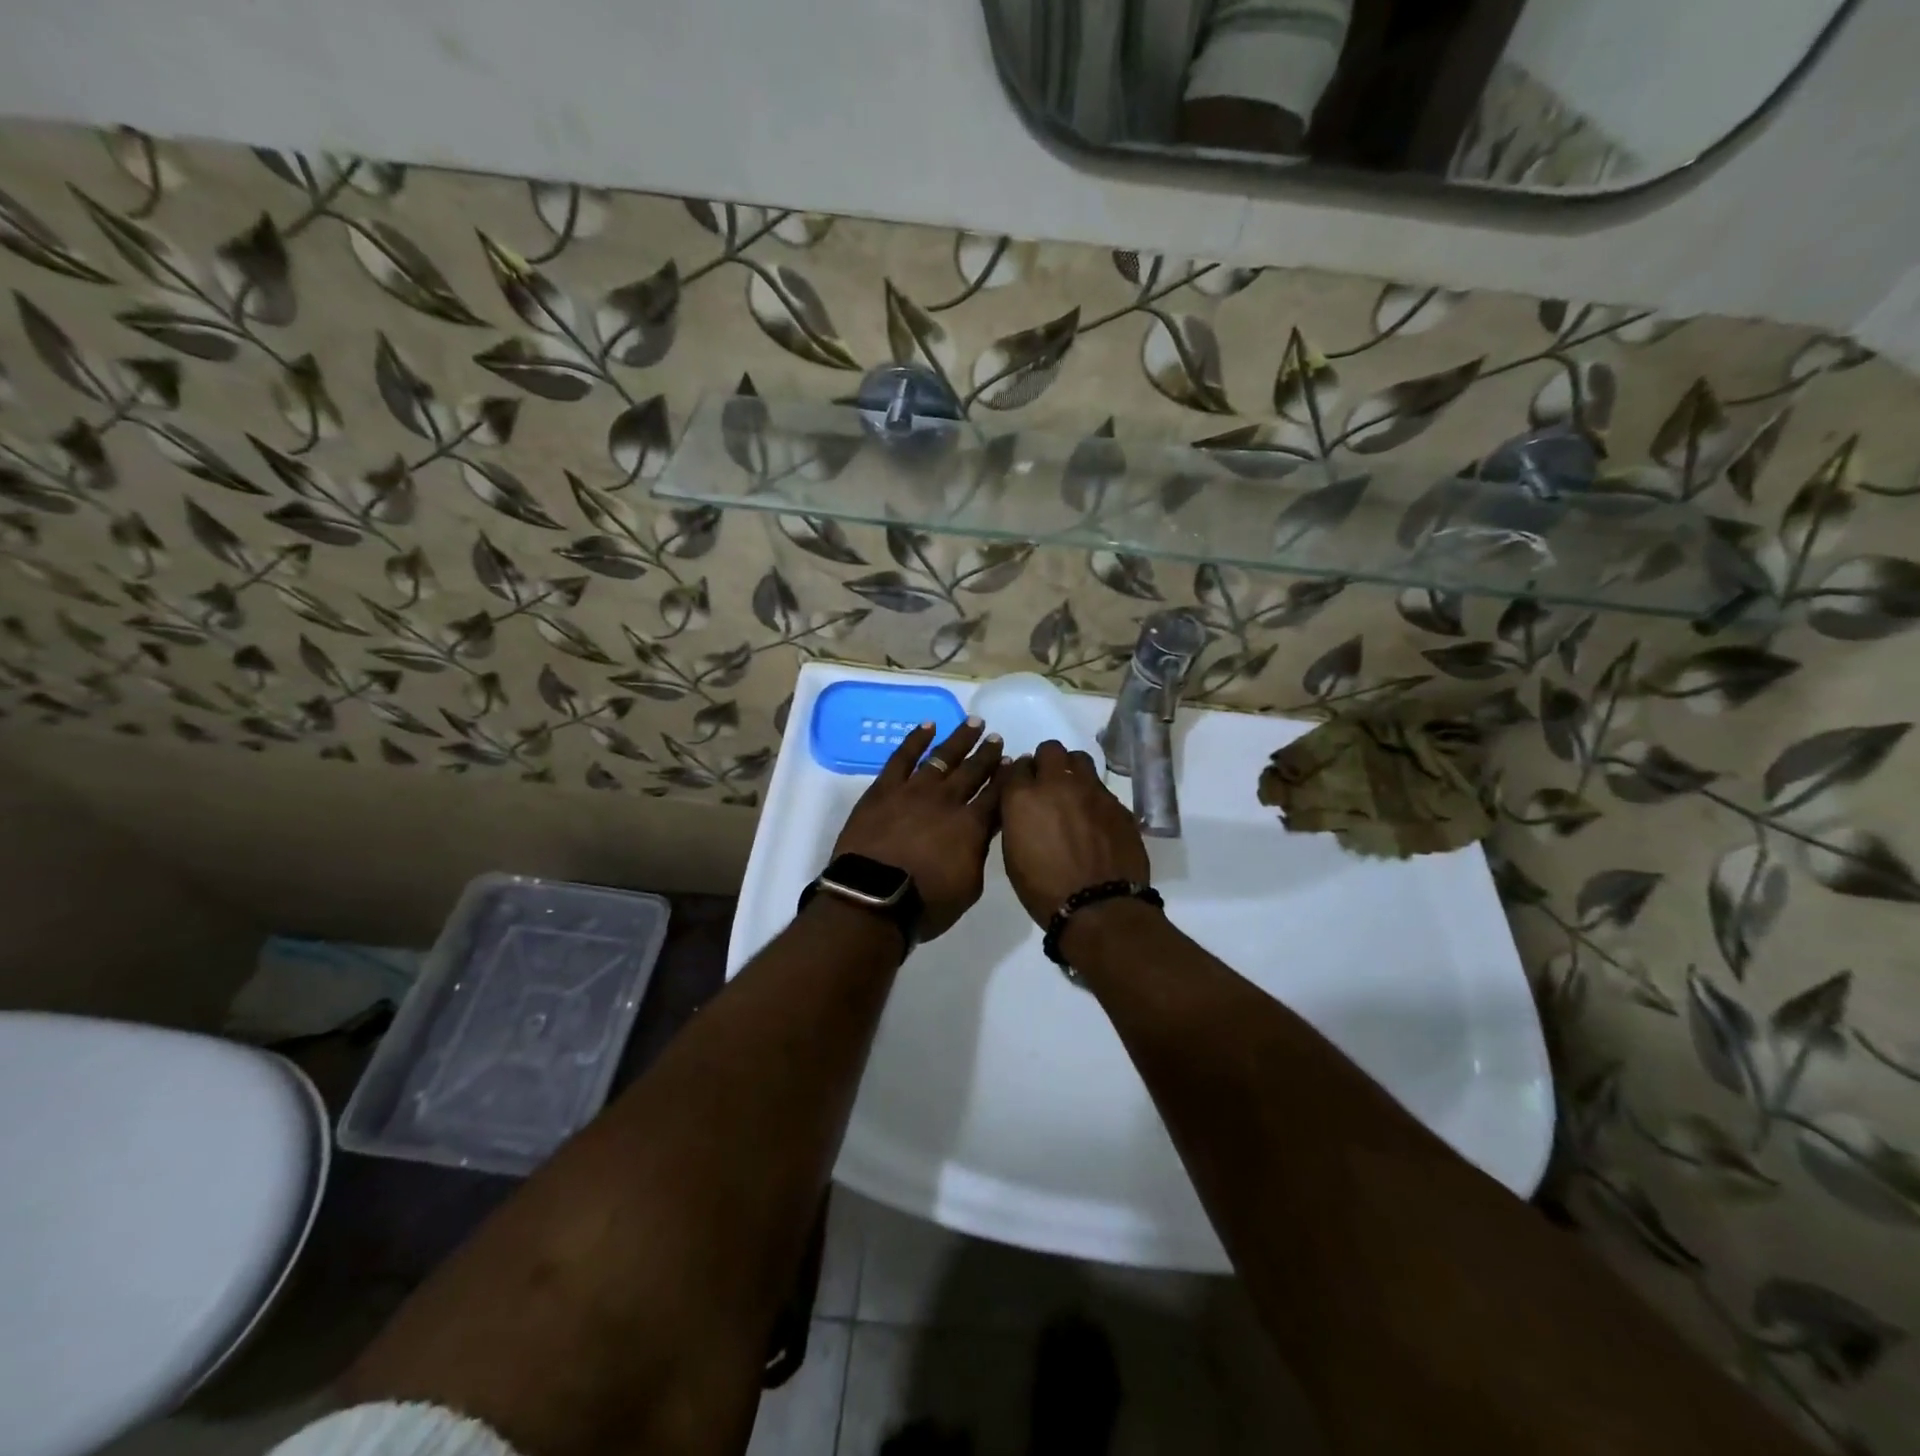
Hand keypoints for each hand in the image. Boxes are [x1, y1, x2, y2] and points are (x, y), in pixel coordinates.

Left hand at [831, 718, 1004, 940]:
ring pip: (943, 757)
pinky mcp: (884, 789)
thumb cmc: (925, 903)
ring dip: (960, 740)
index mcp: (972, 825)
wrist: (873, 898)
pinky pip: (902, 757)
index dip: (1008, 777)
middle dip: (988, 754)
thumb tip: (982, 833)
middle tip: (998, 739)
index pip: (997, 794)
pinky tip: (928, 726)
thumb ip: (978, 854)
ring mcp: (914, 790)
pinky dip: (916, 739)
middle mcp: (947, 800)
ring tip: (974, 724)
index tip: (1018, 762)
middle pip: (973, 771)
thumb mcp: (969, 887)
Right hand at [999, 741, 1150, 927]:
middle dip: (1046, 762)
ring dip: (1072, 770)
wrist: (1099, 907)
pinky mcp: (1117, 804)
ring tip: (1073, 793)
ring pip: (1080, 759)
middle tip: (1048, 784)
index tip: (1021, 788)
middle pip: (1050, 750)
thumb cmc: (1044, 890)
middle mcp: (1057, 784)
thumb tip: (1023, 808)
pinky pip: (1101, 788)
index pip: (1016, 766)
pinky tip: (1095, 818)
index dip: (1019, 776)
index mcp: (1023, 798)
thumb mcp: (1013, 856)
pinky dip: (1094, 796)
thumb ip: (1016, 821)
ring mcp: (1091, 791)